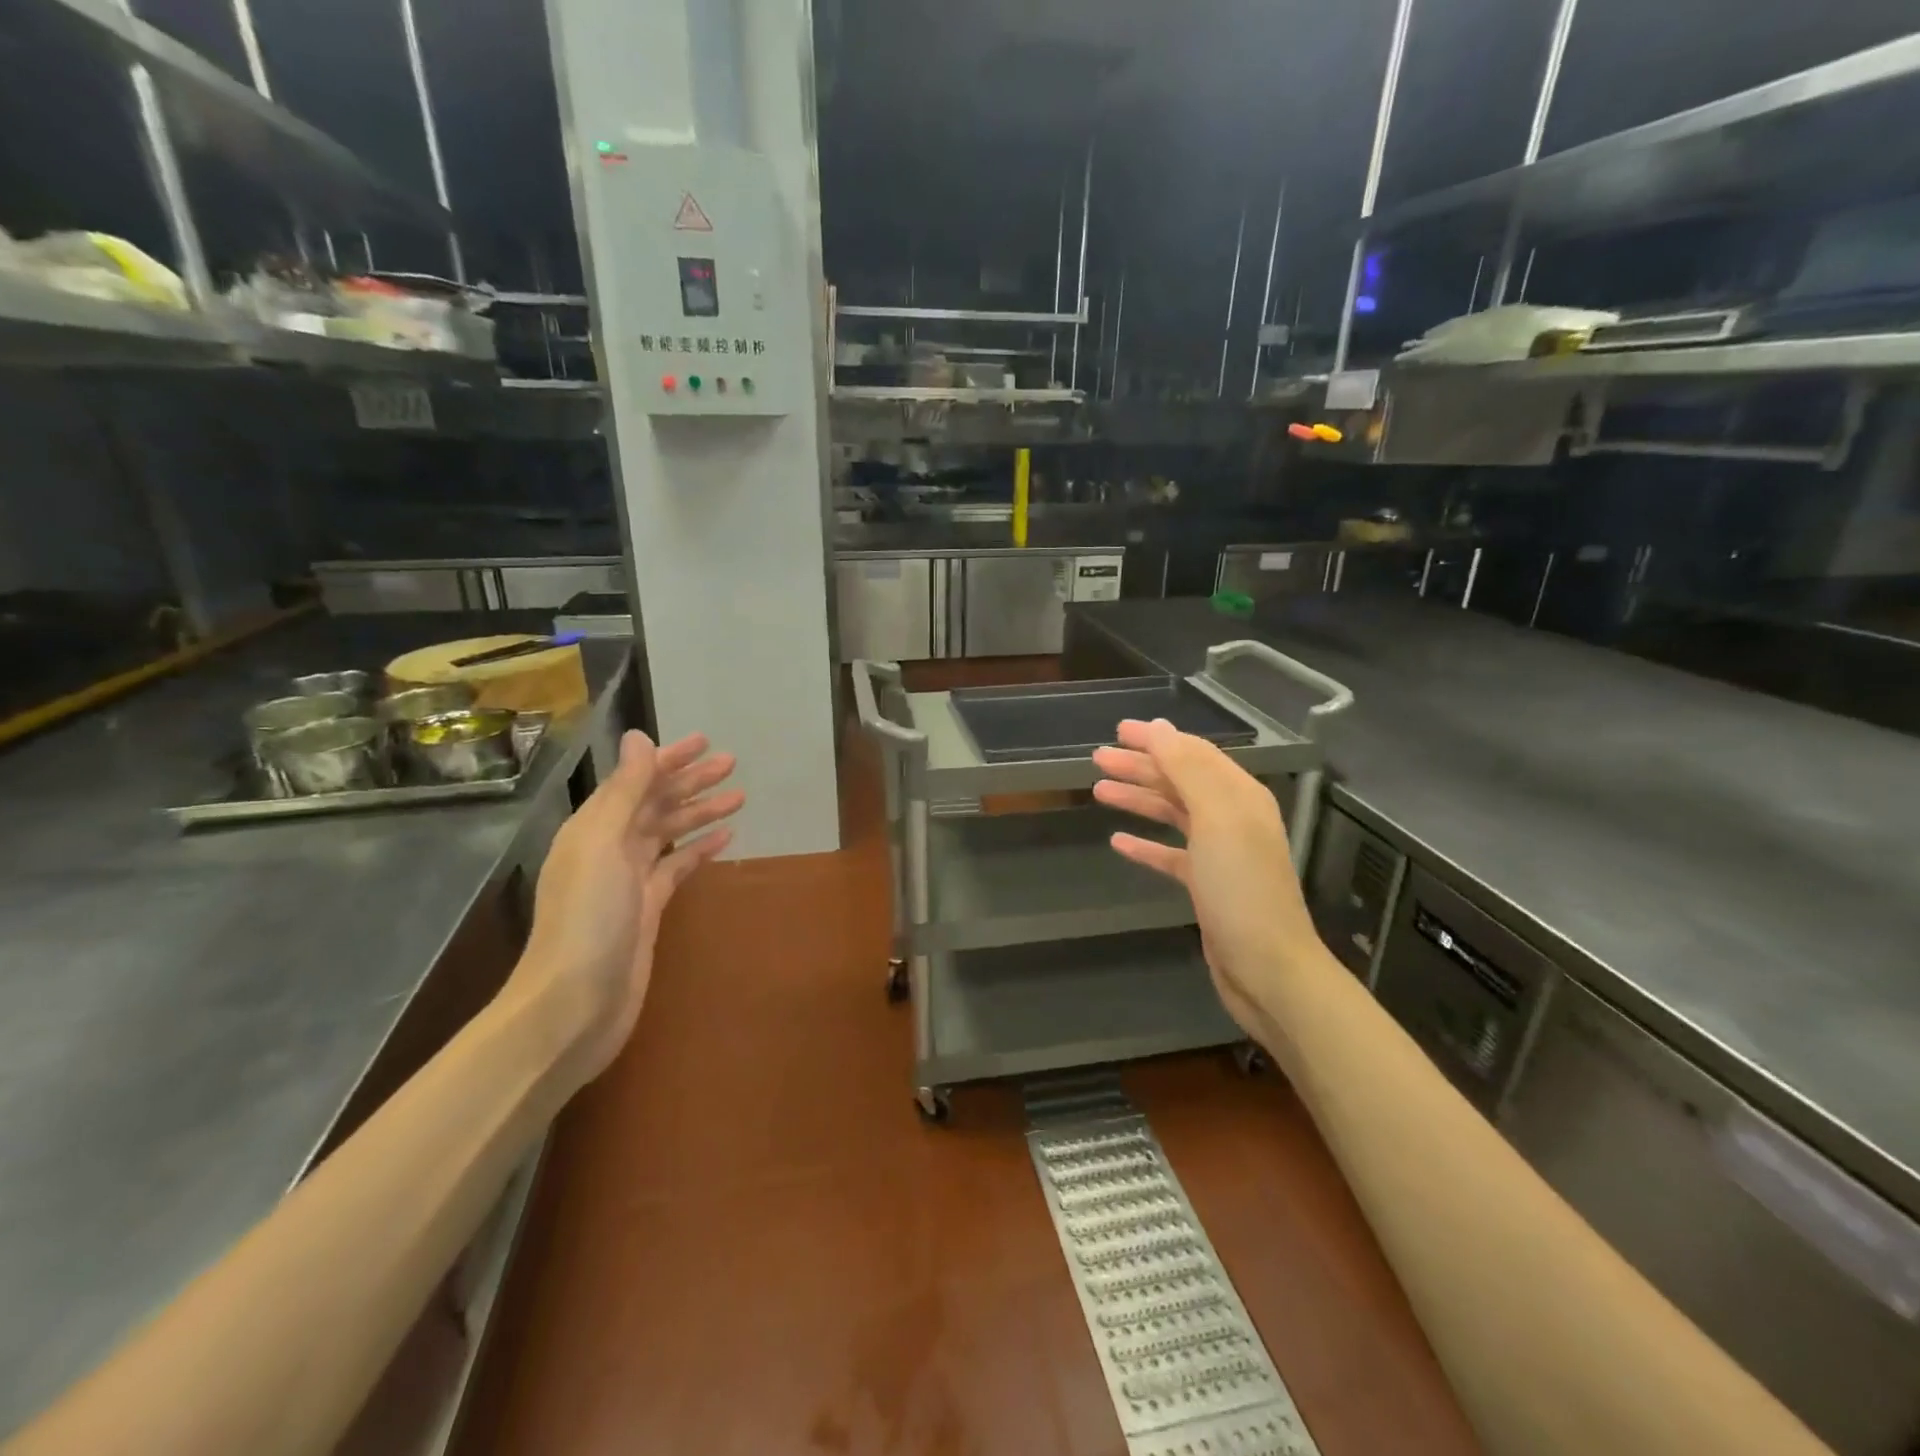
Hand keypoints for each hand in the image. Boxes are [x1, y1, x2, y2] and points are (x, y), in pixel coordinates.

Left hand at [514, 729, 743, 1081]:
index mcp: (592, 828)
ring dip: (700, 812)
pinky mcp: (648, 909)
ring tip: (739, 797)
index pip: (635, 781)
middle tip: (732, 764)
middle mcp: (609, 848)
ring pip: (669, 833)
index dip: (669, 760)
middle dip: (691, 782)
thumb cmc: (588, 918)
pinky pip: (677, 867)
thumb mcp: (604, 845)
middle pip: (655, 803)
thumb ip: (624, 791)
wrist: (574, 1004)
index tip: (706, 743)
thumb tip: (638, 737)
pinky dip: (699, 849)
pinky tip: (725, 838)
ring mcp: (629, 880)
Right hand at [1092, 718, 1323, 1040]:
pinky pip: (1169, 855)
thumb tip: (1160, 727)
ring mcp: (1219, 853)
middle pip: (1179, 781)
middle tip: (1097, 759)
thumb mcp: (1216, 819)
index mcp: (1239, 796)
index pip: (1192, 753)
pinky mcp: (1206, 885)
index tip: (1117, 730)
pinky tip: (1118, 841)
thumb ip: (1187, 769)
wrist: (1267, 968)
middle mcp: (1231, 818)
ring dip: (1137, 799)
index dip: (1156, 739)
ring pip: (1171, 814)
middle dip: (1139, 767)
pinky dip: (1145, 844)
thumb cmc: (1241, 888)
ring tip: (1099, 791)